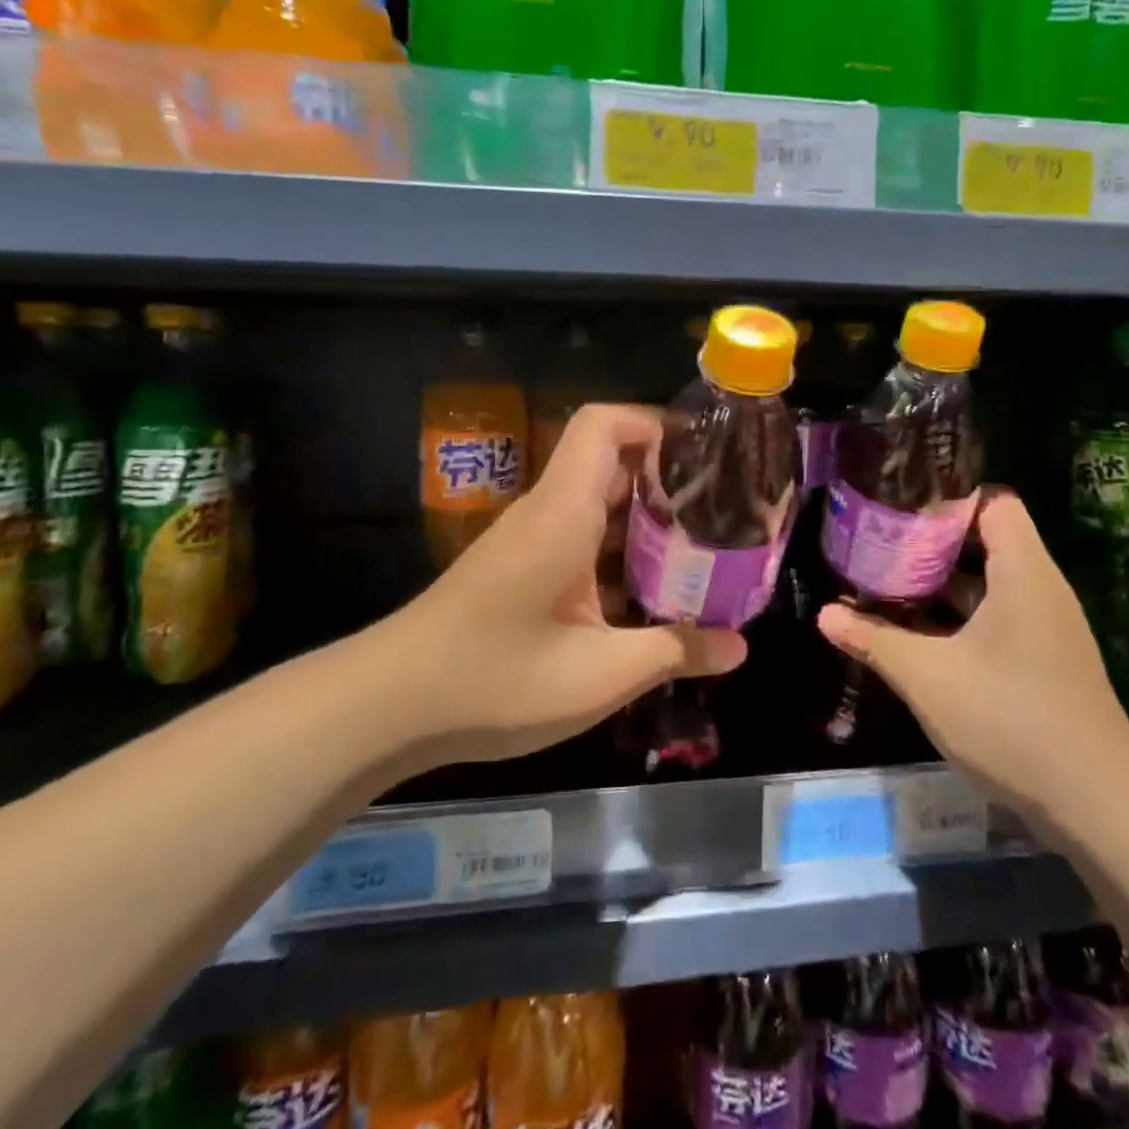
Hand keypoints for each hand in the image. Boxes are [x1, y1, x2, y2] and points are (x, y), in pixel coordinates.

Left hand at [387, 404, 745, 766]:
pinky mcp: (521, 570)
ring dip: (645, 520)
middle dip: (667, 478)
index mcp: (563, 512)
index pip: (604, 425)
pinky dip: (619, 552)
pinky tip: (650, 594)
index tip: (705, 453)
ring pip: (597, 505)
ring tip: (701, 549)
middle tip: (722, 508)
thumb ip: (674, 652)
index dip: (655, 422)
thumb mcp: (600, 675)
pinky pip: (580, 540)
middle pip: (610, 463)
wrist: (389, 706)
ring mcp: (530, 542)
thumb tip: (739, 647)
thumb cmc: (496, 679)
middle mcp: (547, 513)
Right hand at [817, 490, 1128, 838]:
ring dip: (941, 582)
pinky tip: (920, 633)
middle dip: (930, 541)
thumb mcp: (928, 677)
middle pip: (986, 540)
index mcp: (1023, 571)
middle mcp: (1040, 588)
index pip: (992, 502)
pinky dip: (960, 615)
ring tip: (887, 580)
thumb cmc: (1010, 719)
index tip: (897, 507)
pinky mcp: (1045, 660)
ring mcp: (1046, 627)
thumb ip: (875, 640)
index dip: (946, 499)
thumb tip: (825, 614)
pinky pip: (998, 616)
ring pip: (989, 582)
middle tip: (878, 542)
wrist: (1098, 806)